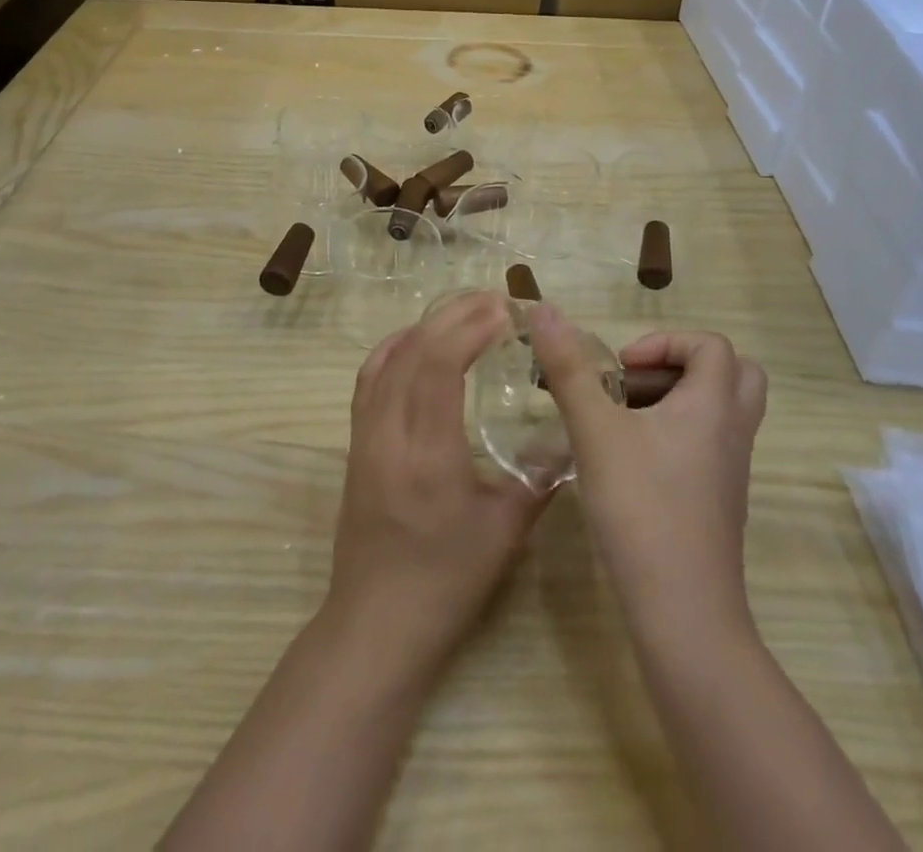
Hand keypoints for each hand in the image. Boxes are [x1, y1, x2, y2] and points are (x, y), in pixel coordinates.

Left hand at [322, 292, 549, 675]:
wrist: (376, 622)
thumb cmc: (446, 581)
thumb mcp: (505, 531)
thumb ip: (539, 475)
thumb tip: (569, 432)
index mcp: (427, 452)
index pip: (439, 364)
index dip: (471, 327)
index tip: (507, 310)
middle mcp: (388, 431)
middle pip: (414, 350)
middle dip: (455, 314)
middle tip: (496, 300)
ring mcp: (364, 434)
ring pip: (388, 357)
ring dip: (426, 325)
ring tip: (465, 312)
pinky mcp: (354, 442)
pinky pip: (369, 377)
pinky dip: (395, 347)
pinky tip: (417, 342)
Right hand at [529, 307, 766, 637]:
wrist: (683, 612)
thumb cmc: (641, 507)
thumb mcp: (595, 431)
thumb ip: (568, 369)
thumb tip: (543, 309)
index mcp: (713, 405)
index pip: (713, 346)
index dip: (665, 342)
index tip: (621, 367)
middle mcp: (732, 431)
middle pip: (733, 374)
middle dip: (681, 366)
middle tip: (636, 383)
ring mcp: (731, 470)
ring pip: (719, 411)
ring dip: (676, 399)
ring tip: (622, 418)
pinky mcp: (720, 501)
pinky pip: (709, 444)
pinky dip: (677, 434)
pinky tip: (629, 459)